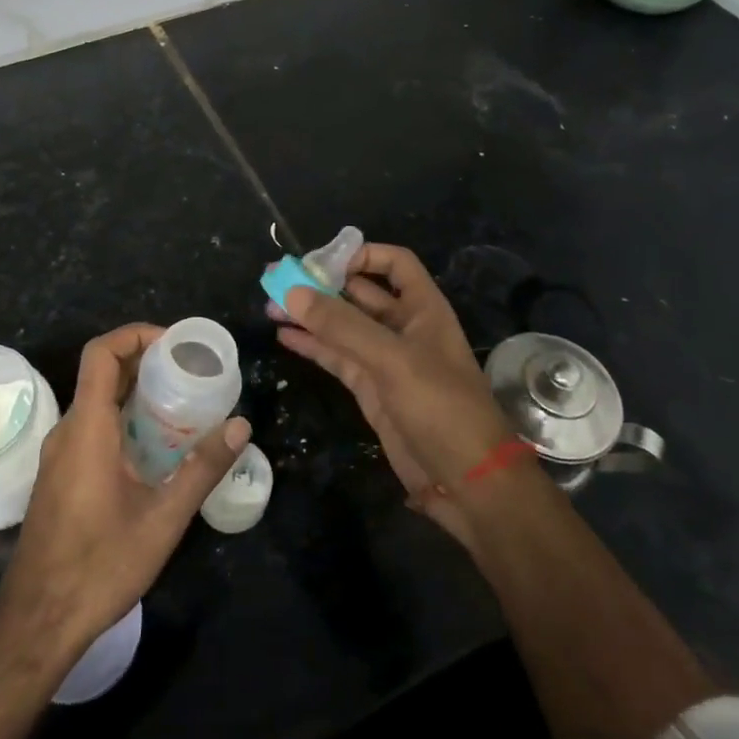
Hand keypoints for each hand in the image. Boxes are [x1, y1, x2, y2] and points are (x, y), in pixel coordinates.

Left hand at [0, 323, 249, 660]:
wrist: (38, 623)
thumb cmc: (100, 566)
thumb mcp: (162, 519)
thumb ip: (202, 468)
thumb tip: (240, 424)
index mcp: (86, 429)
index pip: (100, 353)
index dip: (135, 334)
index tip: (174, 343)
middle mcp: (67, 432)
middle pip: (100, 373)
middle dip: (144, 361)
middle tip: (189, 371)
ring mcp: (58, 455)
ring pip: (96, 402)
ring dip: (134, 392)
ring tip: (180, 403)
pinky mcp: (58, 476)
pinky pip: (91, 427)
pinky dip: (121, 418)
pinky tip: (154, 446)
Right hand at [272, 244, 512, 544]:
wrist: (468, 482)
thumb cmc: (441, 408)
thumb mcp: (393, 360)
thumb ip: (342, 326)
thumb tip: (292, 291)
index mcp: (423, 309)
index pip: (393, 263)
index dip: (360, 255)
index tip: (320, 261)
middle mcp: (404, 327)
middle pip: (359, 292)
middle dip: (321, 284)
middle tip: (276, 278)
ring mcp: (386, 360)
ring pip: (342, 326)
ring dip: (310, 314)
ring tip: (269, 305)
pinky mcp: (371, 389)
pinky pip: (337, 357)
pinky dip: (312, 345)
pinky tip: (284, 336)